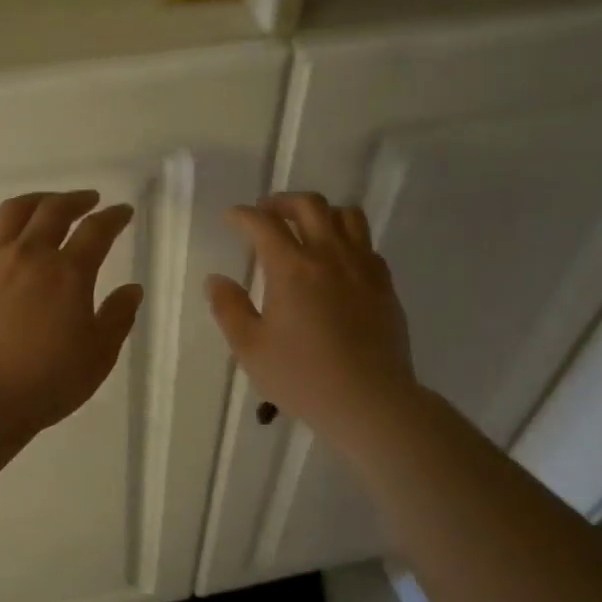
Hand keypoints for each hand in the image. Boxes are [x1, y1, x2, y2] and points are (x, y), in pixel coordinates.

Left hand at [0, 190, 142, 433]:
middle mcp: (29, 255)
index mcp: (68, 272)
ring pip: (10, 213)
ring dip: (32, 201)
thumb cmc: (48, 381)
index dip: (113, 217)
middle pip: (52, 211)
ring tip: (43, 204)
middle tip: (87, 200)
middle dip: (74, 200)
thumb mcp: (98, 355)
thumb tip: (132, 289)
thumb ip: (118, 317)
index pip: (96, 231)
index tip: (123, 212)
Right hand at [206, 192, 417, 447]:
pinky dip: (347, 239)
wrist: (370, 400)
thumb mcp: (251, 349)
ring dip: (322, 212)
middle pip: (309, 205)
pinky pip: (366, 244)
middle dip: (283, 201)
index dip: (244, 215)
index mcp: (291, 268)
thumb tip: (216, 279)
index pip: (264, 224)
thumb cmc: (303, 377)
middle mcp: (329, 256)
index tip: (233, 217)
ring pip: (347, 215)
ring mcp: (362, 267)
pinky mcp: (384, 284)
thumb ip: (229, 309)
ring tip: (307, 227)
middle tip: (267, 213)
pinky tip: (337, 260)